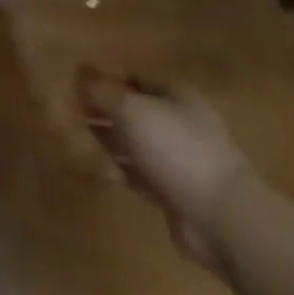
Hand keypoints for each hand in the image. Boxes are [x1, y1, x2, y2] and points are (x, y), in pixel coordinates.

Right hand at [76, 67, 253, 269]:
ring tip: (80, 144)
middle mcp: (177, 123)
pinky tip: (102, 172)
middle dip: (104, 113)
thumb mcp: (132, 110)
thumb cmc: (176, 149)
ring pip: (134, 144)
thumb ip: (102, 92)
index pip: (133, 79)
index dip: (105, 80)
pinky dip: (120, 171)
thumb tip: (79, 78)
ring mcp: (178, 159)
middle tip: (72, 117)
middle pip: (132, 112)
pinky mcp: (173, 192)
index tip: (75, 86)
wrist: (221, 216)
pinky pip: (139, 174)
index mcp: (174, 95)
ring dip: (109, 143)